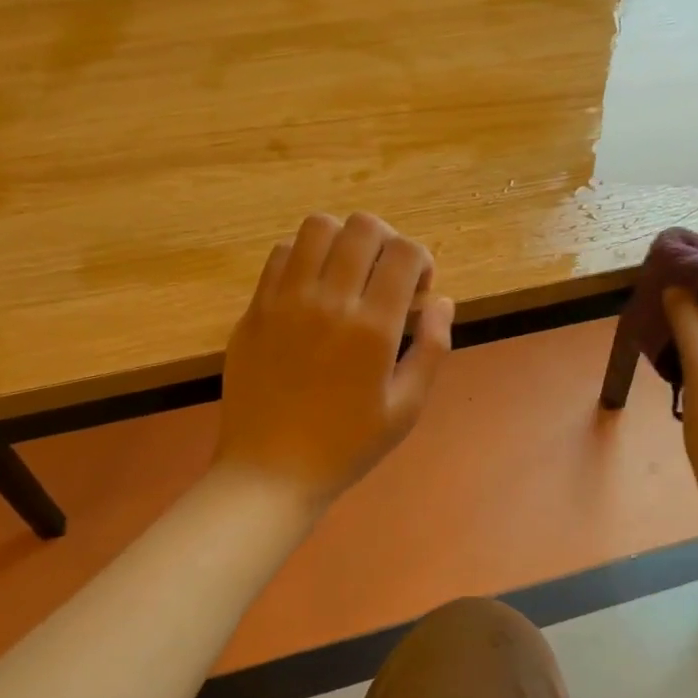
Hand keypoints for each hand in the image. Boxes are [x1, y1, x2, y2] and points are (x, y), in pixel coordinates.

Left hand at [214, 212, 454, 515]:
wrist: (271, 471)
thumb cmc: (348, 445)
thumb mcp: (407, 407)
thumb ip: (432, 347)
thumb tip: (442, 300)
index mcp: (372, 327)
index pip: (405, 252)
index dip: (421, 260)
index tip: (417, 290)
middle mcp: (329, 301)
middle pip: (363, 227)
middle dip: (386, 241)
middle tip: (385, 275)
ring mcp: (285, 300)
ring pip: (317, 227)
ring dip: (343, 241)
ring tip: (347, 273)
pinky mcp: (255, 307)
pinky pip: (280, 254)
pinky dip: (304, 258)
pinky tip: (311, 289)